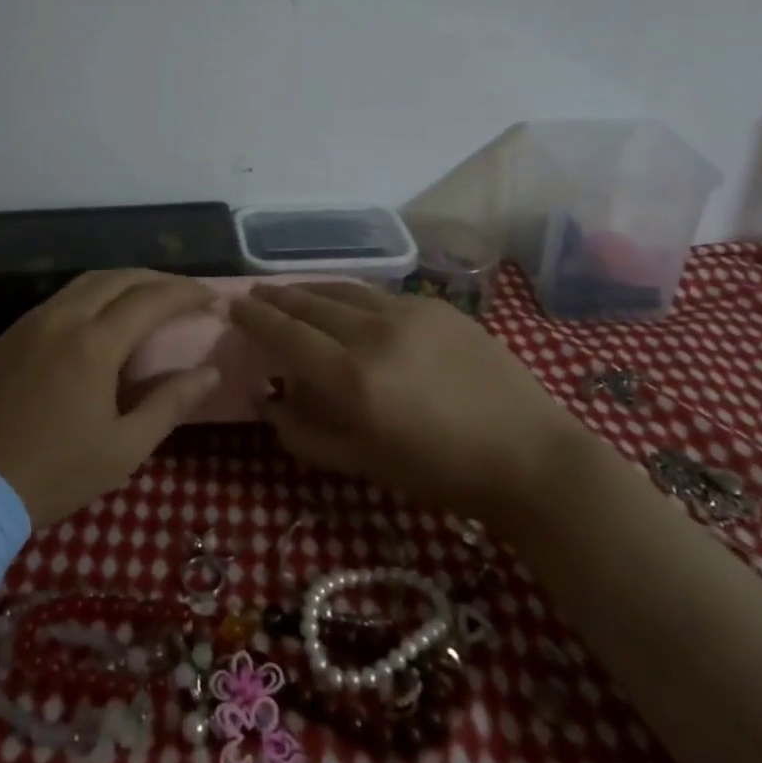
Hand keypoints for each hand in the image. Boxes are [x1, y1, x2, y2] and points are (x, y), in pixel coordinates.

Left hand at [0, 270, 222, 526]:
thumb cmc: (55, 474)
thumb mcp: (124, 449)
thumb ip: (170, 403)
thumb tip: (210, 372)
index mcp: (93, 344)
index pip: (150, 299)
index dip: (186, 292)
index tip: (212, 296)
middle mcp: (61, 319)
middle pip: (118, 278)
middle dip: (158, 279)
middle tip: (185, 294)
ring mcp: (30, 323)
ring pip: (85, 283)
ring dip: (123, 282)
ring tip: (148, 299)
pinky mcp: (8, 336)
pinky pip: (59, 299)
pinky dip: (91, 296)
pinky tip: (100, 318)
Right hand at [228, 281, 580, 529]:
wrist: (528, 456)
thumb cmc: (438, 473)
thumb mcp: (361, 464)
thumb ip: (304, 432)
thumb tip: (268, 399)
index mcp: (351, 378)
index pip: (286, 334)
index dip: (255, 317)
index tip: (233, 305)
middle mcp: (374, 333)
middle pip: (310, 303)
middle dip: (277, 297)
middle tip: (254, 293)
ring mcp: (409, 313)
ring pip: (343, 290)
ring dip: (310, 289)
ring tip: (289, 291)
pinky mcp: (437, 307)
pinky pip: (378, 295)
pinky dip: (349, 295)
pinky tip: (345, 303)